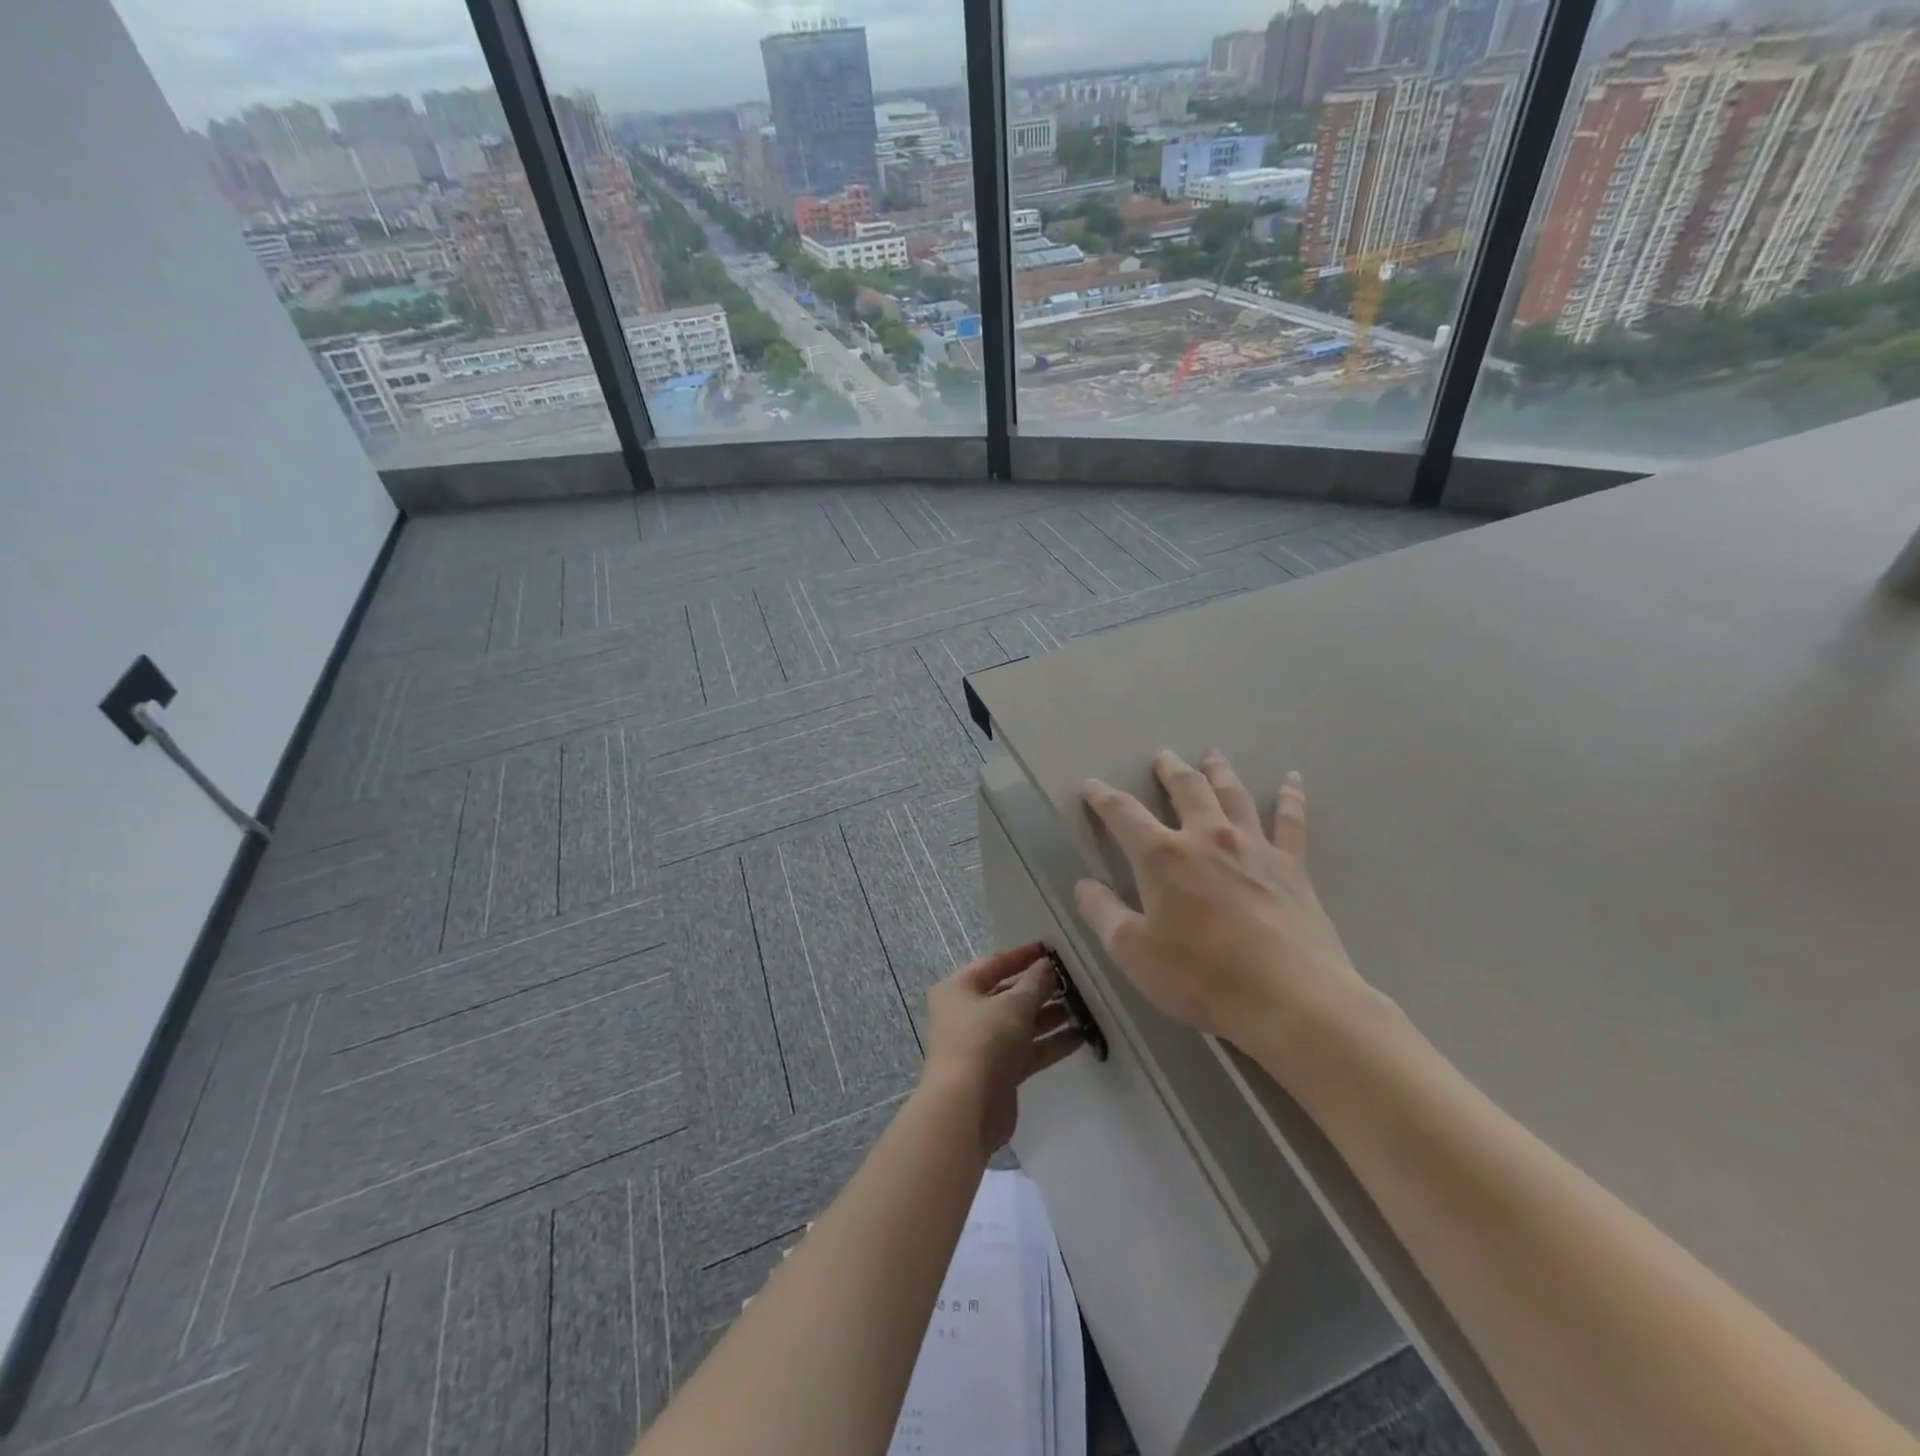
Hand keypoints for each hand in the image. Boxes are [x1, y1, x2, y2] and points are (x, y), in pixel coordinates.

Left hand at [920, 943, 1083, 1155]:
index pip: (995, 964)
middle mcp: (967, 1013)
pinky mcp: (999, 1072)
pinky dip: (1049, 1043)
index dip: (1023, 956)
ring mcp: (982, 1044)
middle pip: (1008, 994)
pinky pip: (1027, 1050)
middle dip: (1040, 989)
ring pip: (1020, 1024)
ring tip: (1083, 1007)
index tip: (1052, 949)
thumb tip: (1047, 965)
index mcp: (959, 989)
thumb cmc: (984, 1041)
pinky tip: (1080, 1037)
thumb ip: (1035, 983)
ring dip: (1049, 1016)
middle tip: (1074, 981)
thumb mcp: (1014, 1005)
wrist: (966, 1108)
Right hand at [1073, 750, 1367, 1042]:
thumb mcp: (1133, 952)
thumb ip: (1103, 914)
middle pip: (1186, 790)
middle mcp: (1207, 838)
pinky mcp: (1291, 866)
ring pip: (1233, 795)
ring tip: (1212, 755)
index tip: (1092, 785)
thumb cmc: (1201, 976)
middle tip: (1162, 756)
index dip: (1104, 798)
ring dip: (1219, 772)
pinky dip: (1291, 797)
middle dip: (1169, 771)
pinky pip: (1290, 822)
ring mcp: (1254, 848)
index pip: (1124, 815)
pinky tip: (1293, 779)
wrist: (1290, 998)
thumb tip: (1083, 885)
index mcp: (1163, 856)